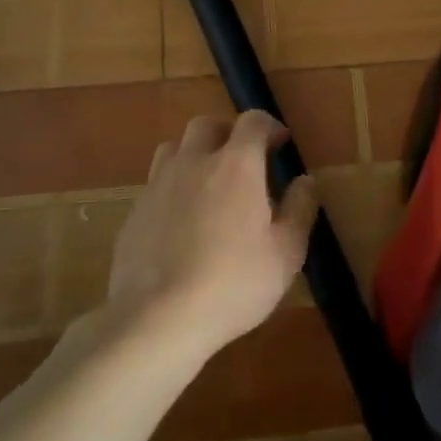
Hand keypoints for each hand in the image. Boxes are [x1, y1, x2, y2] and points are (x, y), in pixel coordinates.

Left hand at [104, 111, 316, 359]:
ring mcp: (158, 185)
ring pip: (174, 148)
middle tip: (244, 159)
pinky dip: (173, 188)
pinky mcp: (134, 213)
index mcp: (236, 165)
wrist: (157, 318)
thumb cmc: (234, 282)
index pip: (252, 121)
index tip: (281, 143)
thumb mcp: (287, 252)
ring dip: (195, 154)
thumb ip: (300, 209)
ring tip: (209, 182)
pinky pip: (156, 184)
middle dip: (228, 133)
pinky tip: (182, 221)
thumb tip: (305, 180)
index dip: (269, 126)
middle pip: (207, 125)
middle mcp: (194, 163)